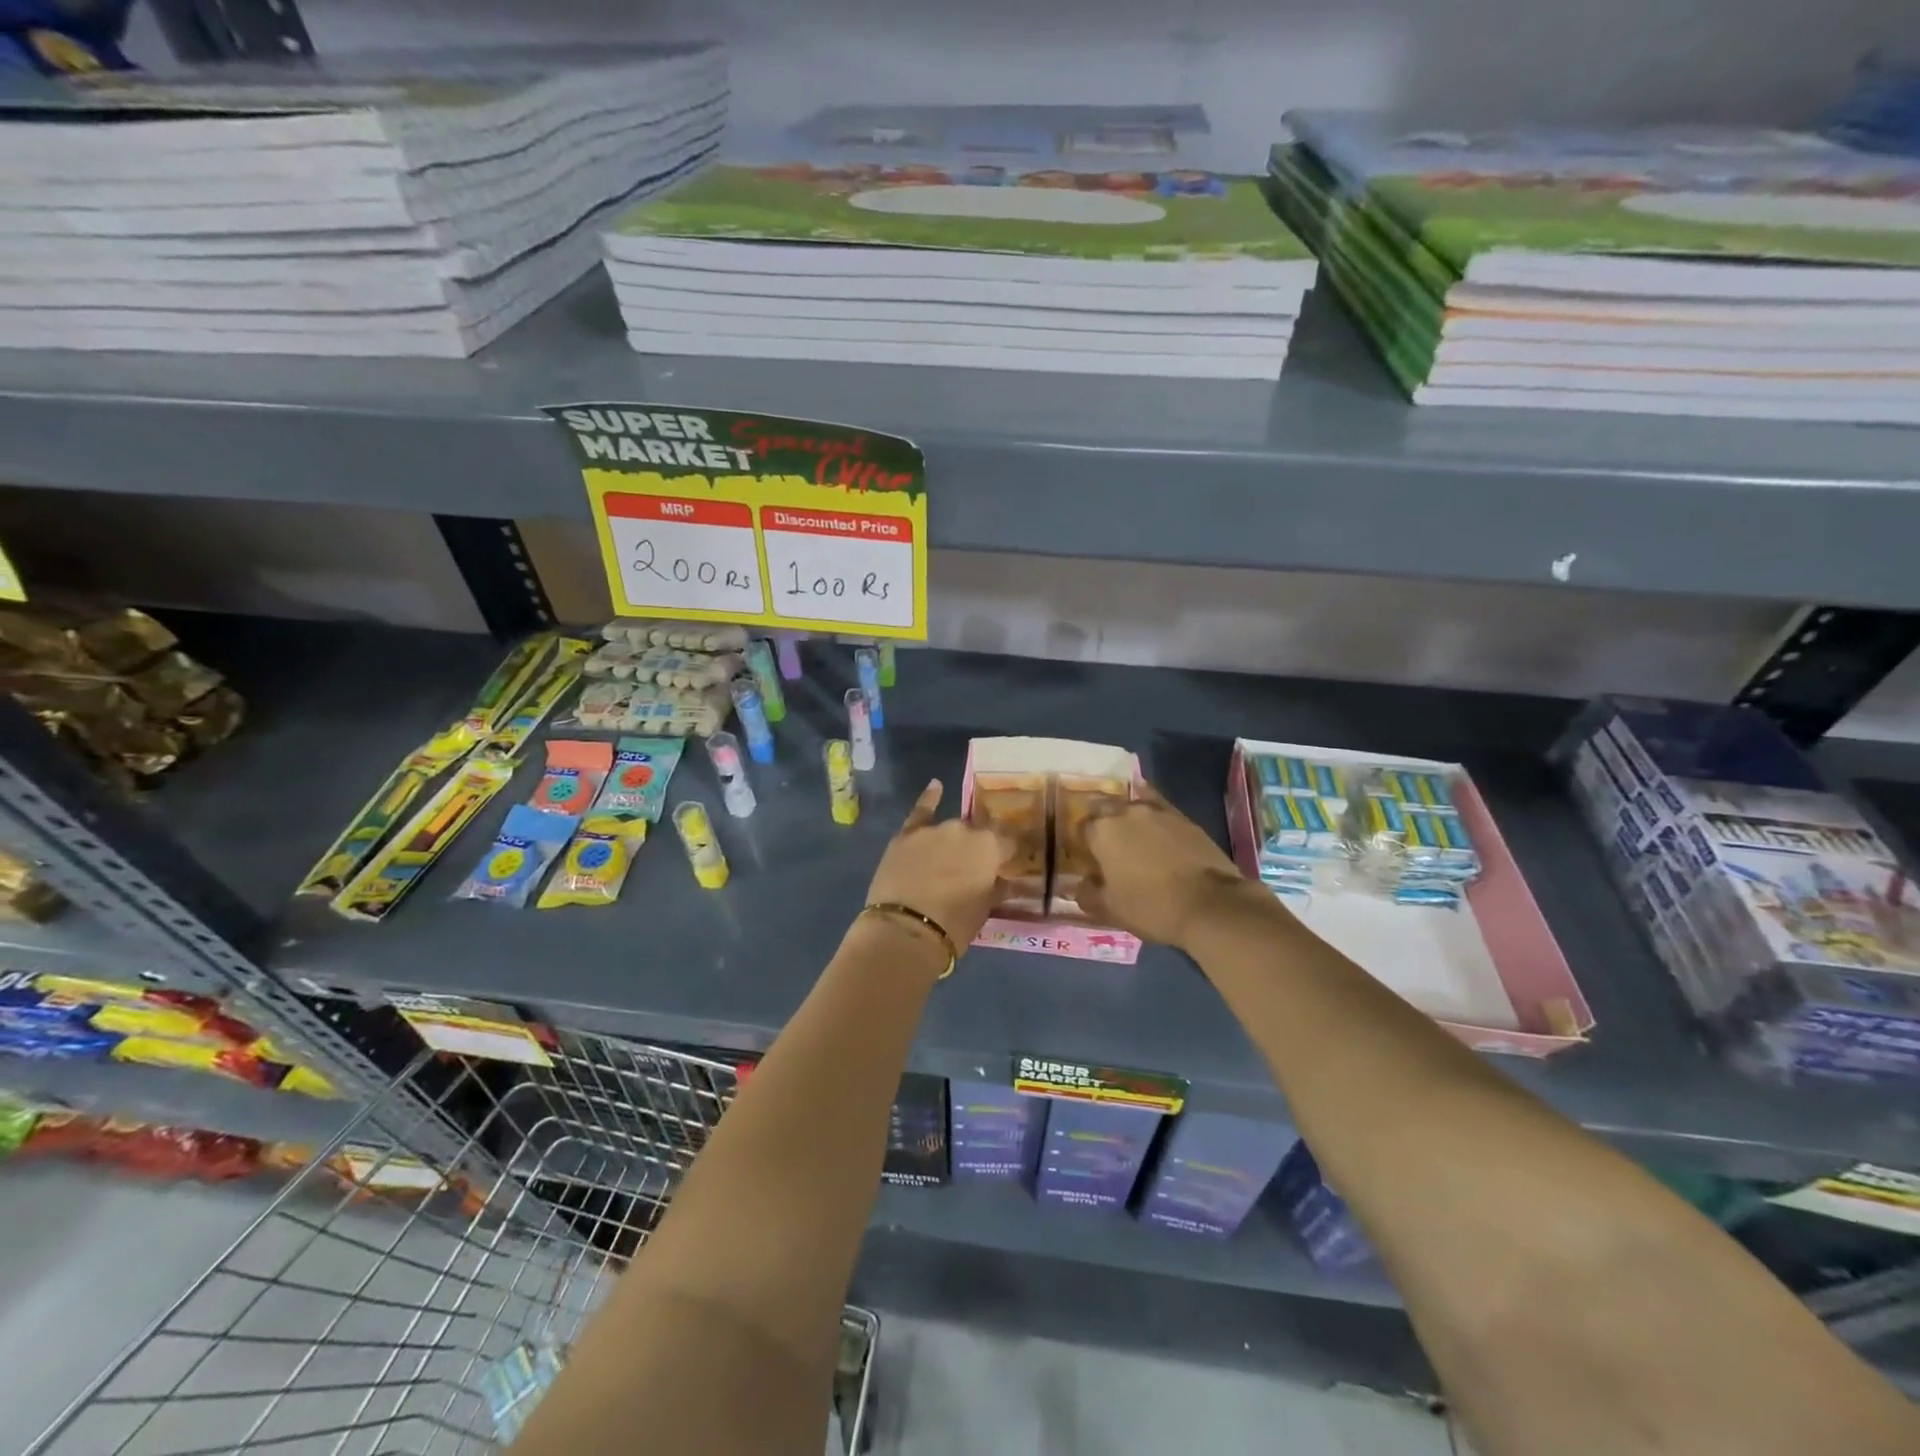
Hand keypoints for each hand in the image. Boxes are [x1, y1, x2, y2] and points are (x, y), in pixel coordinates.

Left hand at [864, 780, 1008, 953]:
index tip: (1009, 862)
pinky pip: (921, 811)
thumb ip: (997, 887)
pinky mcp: (907, 834)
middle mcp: (965, 829)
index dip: (1008, 852)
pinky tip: (935, 785)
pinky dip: (930, 798)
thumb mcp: (985, 909)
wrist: (906, 930)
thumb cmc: (954, 925)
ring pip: (951, 828)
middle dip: (978, 848)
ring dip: (954, 840)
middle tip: (975, 867)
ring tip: (950, 856)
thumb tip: (1004, 879)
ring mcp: (934, 829)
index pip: (1008, 842)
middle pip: (977, 834)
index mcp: (990, 847)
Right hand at [1079, 783, 1261, 952]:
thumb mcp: (1110, 909)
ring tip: (1132, 836)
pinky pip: (1159, 807)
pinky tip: (1155, 826)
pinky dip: (1153, 814)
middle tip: (1106, 844)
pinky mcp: (1184, 817)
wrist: (1209, 904)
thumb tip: (1081, 885)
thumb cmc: (1151, 907)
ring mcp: (1157, 811)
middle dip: (1101, 820)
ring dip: (1127, 816)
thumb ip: (1088, 894)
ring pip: (1132, 804)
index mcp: (1102, 831)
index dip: (1083, 842)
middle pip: (1104, 807)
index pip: (1082, 827)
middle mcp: (1126, 812)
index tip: (1088, 857)